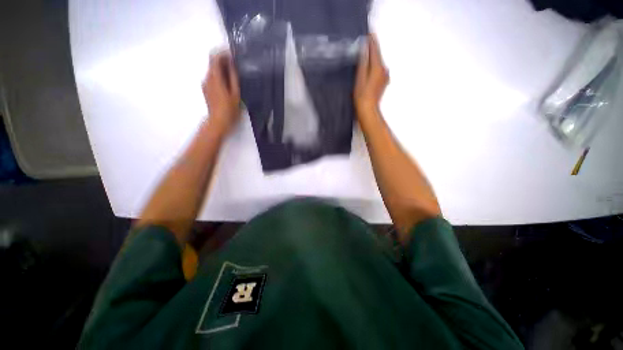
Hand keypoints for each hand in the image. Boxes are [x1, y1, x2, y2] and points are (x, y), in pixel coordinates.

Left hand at [202, 51, 240, 133]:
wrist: (218, 122)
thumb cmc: (229, 110)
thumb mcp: (235, 94)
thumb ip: (233, 78)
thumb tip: (232, 65)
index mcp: (215, 78)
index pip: (214, 58)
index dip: (222, 53)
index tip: (232, 54)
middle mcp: (207, 78)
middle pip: (213, 63)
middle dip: (223, 61)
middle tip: (235, 65)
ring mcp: (205, 84)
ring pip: (213, 71)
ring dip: (222, 69)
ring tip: (234, 75)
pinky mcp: (206, 90)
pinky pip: (212, 78)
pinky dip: (219, 76)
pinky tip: (228, 84)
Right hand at [354, 34, 388, 118]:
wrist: (368, 110)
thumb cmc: (361, 95)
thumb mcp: (360, 77)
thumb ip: (363, 62)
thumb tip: (365, 48)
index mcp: (378, 67)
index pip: (375, 49)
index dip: (371, 41)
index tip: (369, 32)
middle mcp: (384, 69)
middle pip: (377, 56)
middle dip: (371, 49)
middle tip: (363, 44)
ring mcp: (385, 76)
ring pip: (378, 63)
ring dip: (372, 59)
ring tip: (364, 56)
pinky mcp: (383, 82)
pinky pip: (378, 70)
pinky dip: (373, 67)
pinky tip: (368, 70)